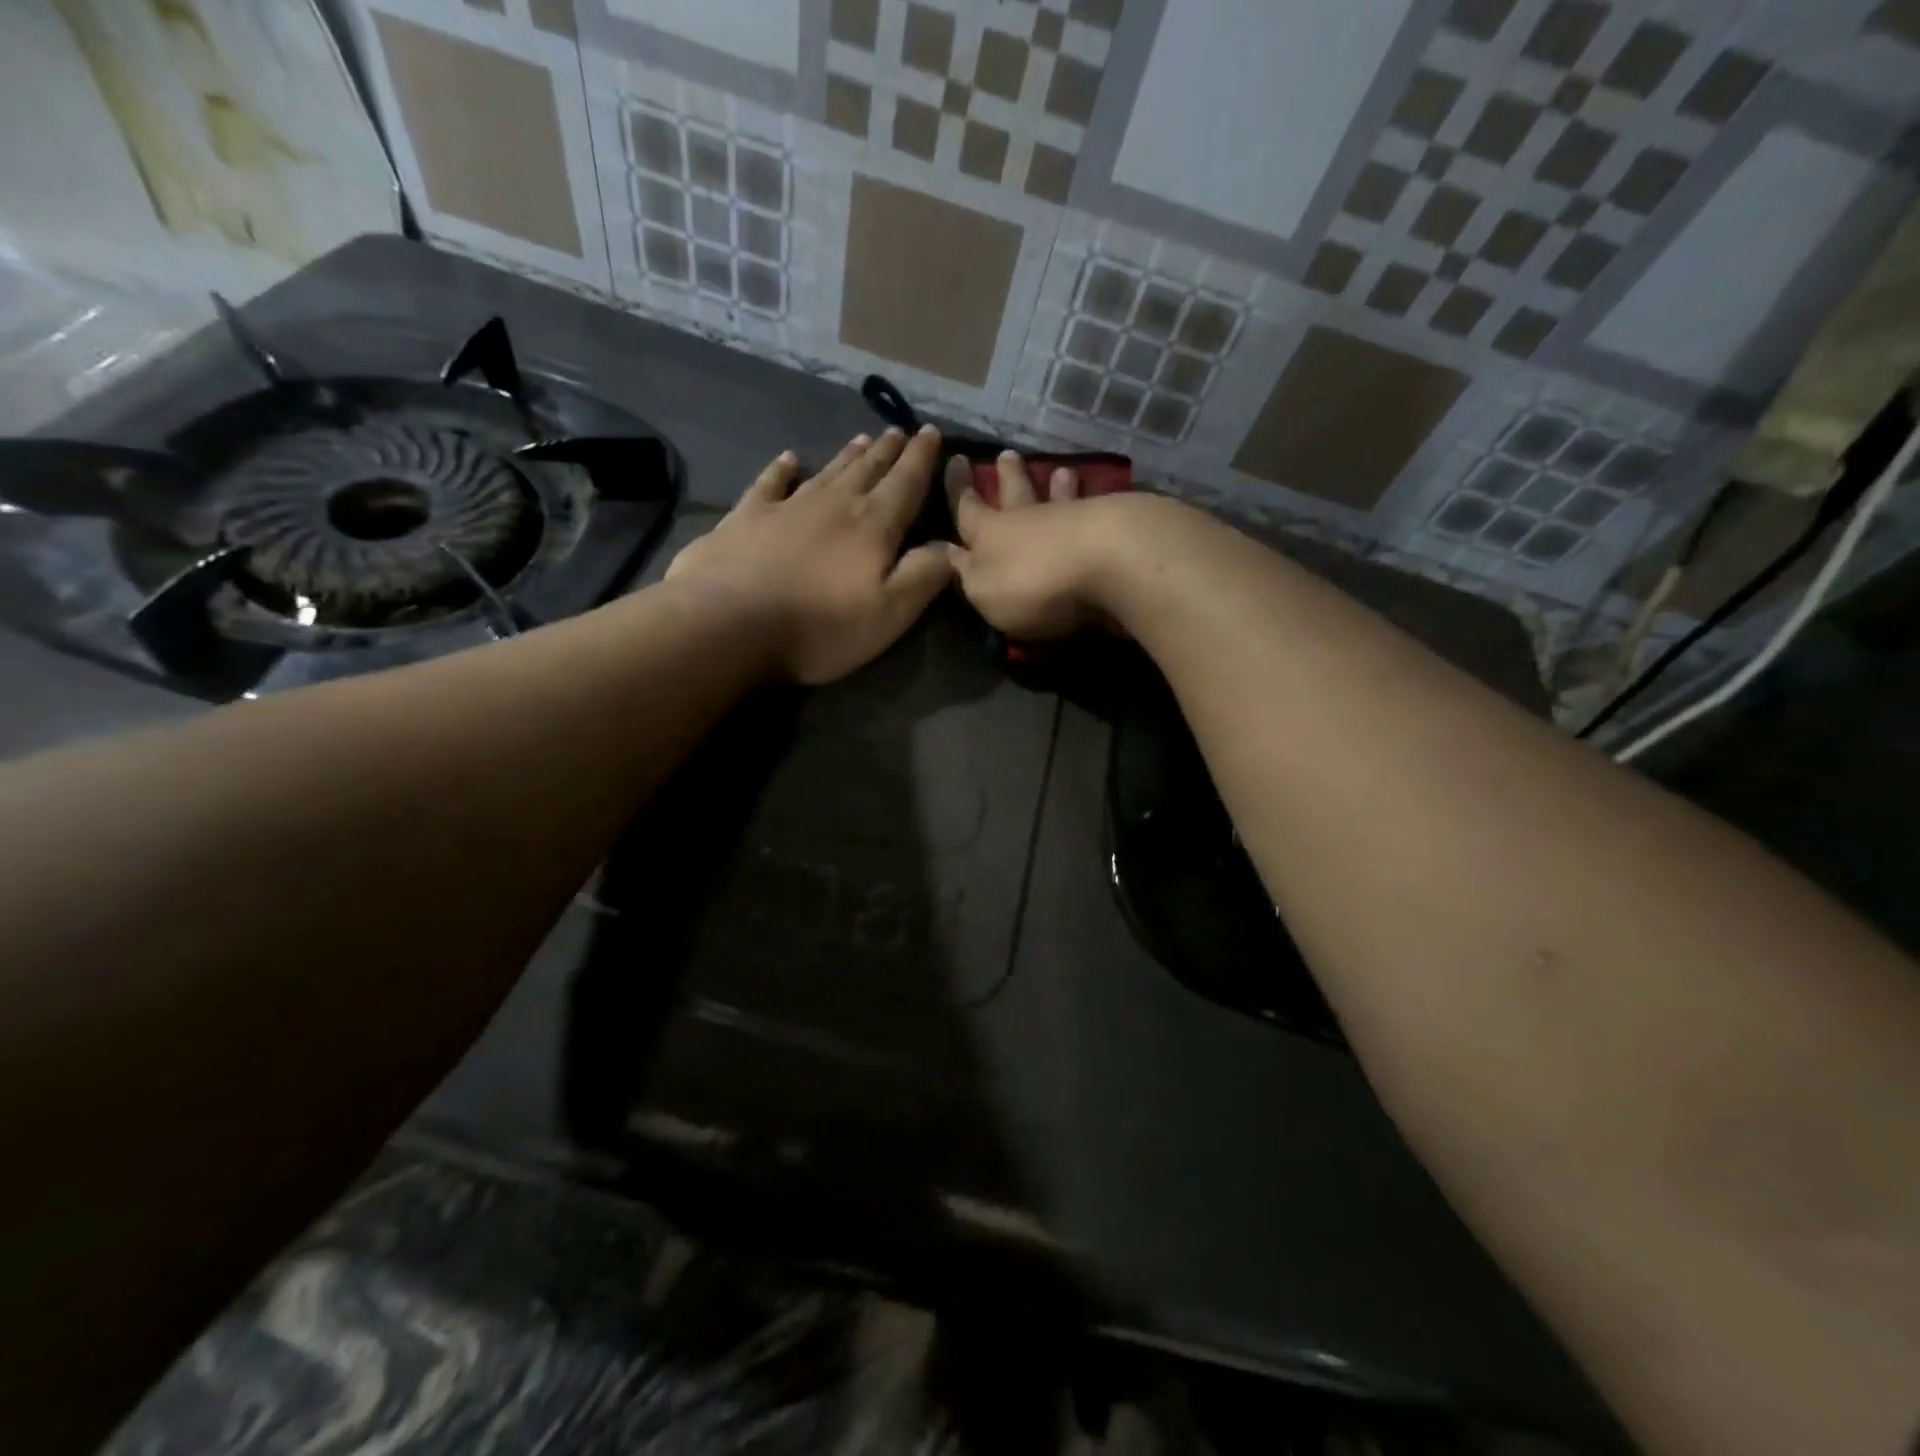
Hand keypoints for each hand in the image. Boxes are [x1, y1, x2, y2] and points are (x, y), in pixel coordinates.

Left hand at [666, 427, 952, 683]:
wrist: (730, 623)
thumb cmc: (820, 626)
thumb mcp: (890, 613)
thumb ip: (924, 576)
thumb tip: (951, 546)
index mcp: (873, 526)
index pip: (905, 484)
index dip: (921, 459)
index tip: (931, 432)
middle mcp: (833, 504)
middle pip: (867, 470)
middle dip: (887, 451)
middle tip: (899, 432)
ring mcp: (787, 507)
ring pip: (826, 472)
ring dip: (847, 456)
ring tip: (863, 439)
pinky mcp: (747, 517)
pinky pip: (770, 483)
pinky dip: (782, 469)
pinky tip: (788, 459)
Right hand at [944, 451, 1135, 639]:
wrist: (1107, 561)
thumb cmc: (1032, 583)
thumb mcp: (983, 590)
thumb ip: (967, 574)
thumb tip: (949, 554)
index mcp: (989, 534)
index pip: (967, 508)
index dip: (959, 488)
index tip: (956, 460)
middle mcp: (1027, 519)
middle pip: (1014, 494)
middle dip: (1008, 477)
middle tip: (1006, 455)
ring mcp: (1071, 519)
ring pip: (1057, 498)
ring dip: (1056, 485)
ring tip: (1061, 470)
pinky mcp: (1109, 528)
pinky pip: (1092, 510)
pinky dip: (1090, 504)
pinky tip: (1097, 500)